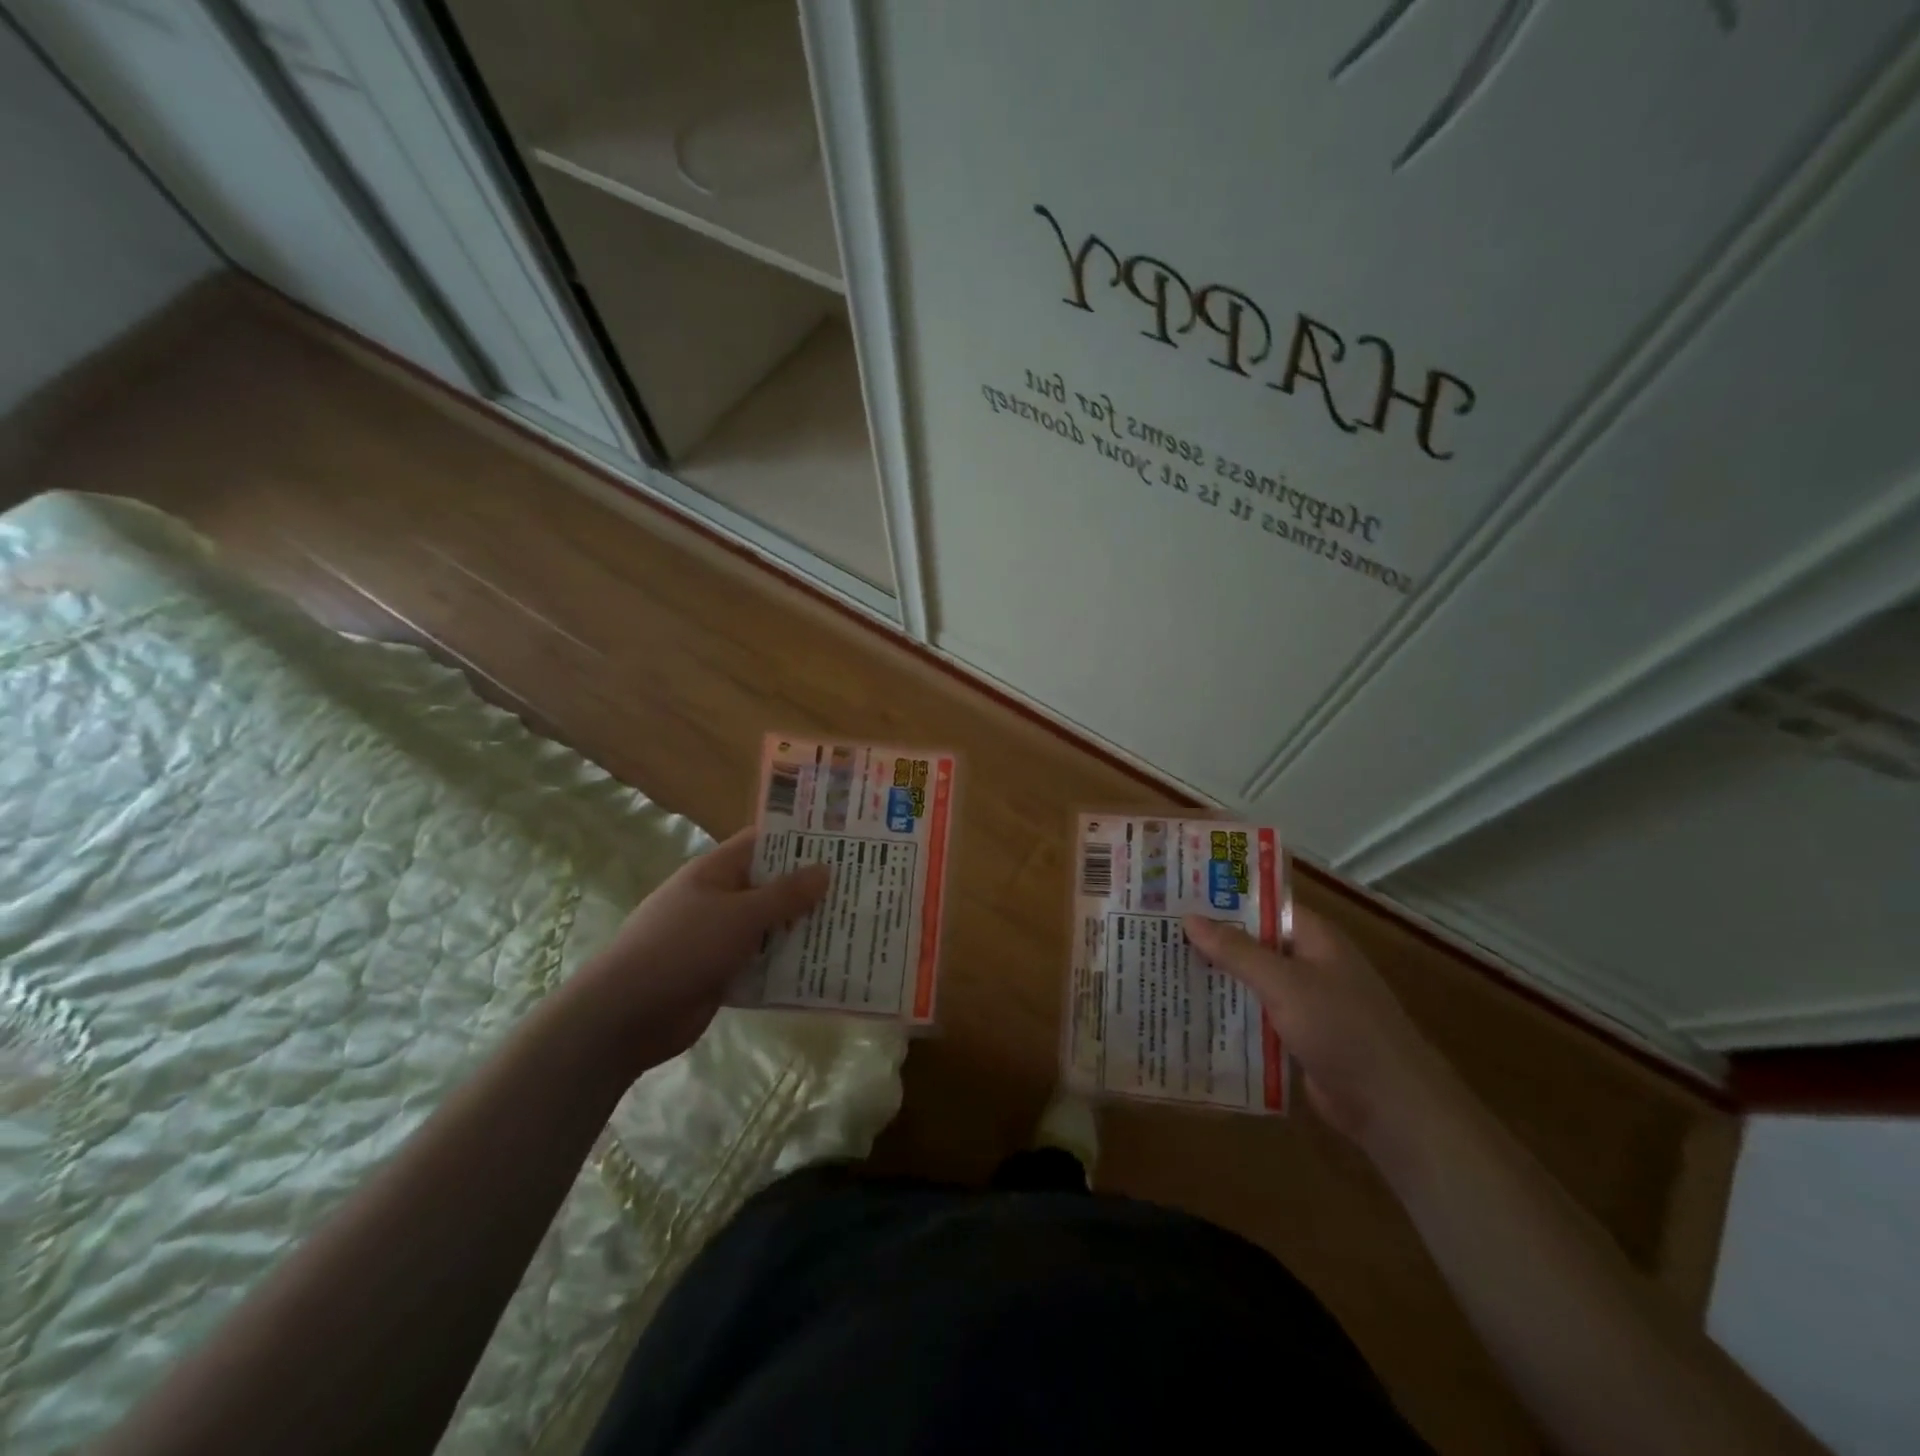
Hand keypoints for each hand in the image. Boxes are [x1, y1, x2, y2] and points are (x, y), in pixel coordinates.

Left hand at [570, 828, 829, 1075]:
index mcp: (717, 871)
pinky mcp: (721, 972)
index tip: (844, 842)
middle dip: (810, 888)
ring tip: (852, 926)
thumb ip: (785, 894)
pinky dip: (787, 962)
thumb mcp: (740, 915)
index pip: (764, 842)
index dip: (801, 840)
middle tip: (861, 888)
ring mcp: (719, 936)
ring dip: (802, 928)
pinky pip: (762, 960)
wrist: (626, 1015)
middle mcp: (719, 898)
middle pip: (772, 885)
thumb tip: (824, 870)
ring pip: (770, 926)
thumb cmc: (683, 947)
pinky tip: (824, 967)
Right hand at [1183, 906, 1458, 1162]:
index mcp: (1315, 938)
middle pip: (1254, 943)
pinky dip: (1230, 1013)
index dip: (1223, 898)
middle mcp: (1310, 963)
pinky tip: (1192, 1013)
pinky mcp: (1299, 1037)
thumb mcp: (1284, 983)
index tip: (1179, 894)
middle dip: (1212, 940)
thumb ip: (1236, 951)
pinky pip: (1257, 1015)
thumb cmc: (1342, 1029)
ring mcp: (1305, 1002)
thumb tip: (1188, 917)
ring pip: (1252, 981)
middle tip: (1158, 932)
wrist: (1392, 1106)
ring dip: (1217, 978)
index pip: (1263, 905)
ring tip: (1163, 968)